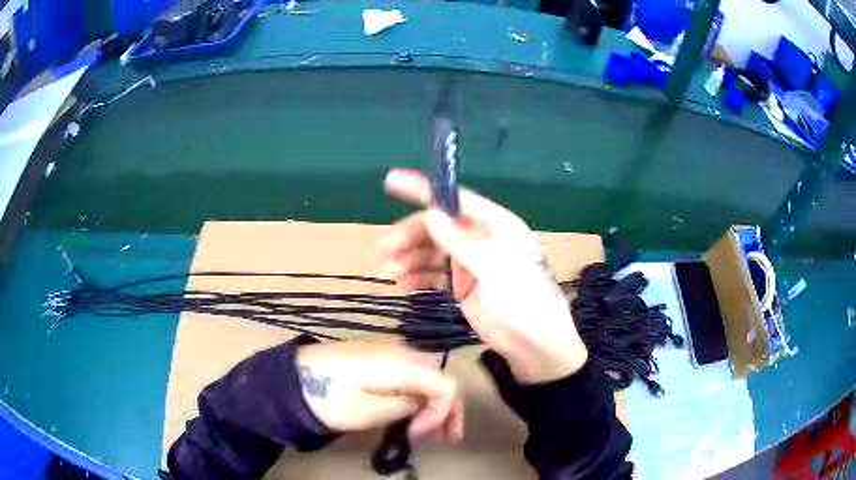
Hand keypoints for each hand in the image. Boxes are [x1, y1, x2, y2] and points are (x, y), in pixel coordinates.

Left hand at [295, 341, 463, 442]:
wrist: (290, 377)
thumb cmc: (327, 396)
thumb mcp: (367, 411)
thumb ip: (404, 408)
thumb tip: (424, 407)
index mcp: (401, 364)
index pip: (445, 385)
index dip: (443, 413)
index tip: (421, 434)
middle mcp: (401, 351)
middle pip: (439, 379)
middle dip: (446, 410)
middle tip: (445, 438)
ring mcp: (389, 352)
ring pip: (426, 377)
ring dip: (433, 403)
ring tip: (429, 430)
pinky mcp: (377, 358)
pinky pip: (409, 375)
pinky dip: (417, 395)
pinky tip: (411, 412)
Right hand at [376, 169, 587, 383]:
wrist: (534, 346)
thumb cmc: (523, 302)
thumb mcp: (494, 270)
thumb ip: (461, 243)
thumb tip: (430, 214)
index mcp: (495, 224)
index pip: (455, 199)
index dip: (423, 189)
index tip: (391, 181)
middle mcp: (480, 238)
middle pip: (438, 227)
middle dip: (410, 235)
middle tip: (384, 249)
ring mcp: (470, 263)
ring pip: (432, 251)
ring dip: (410, 258)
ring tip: (390, 272)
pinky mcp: (462, 285)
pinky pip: (434, 274)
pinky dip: (417, 276)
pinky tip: (403, 284)